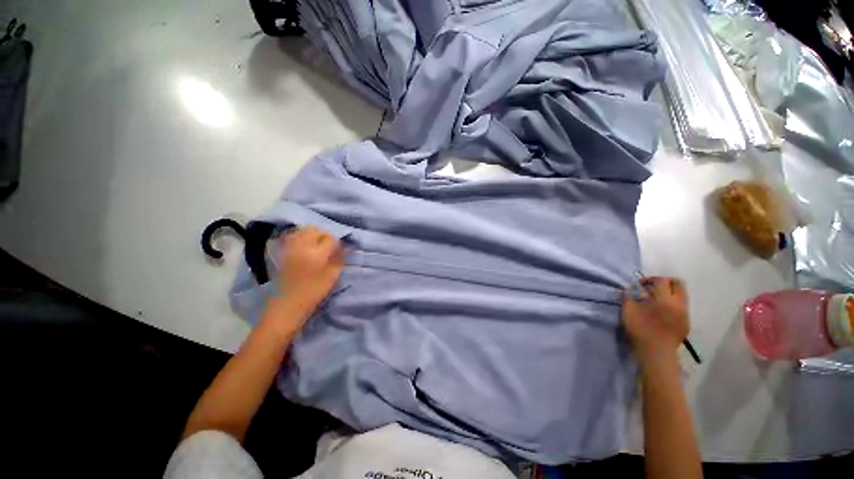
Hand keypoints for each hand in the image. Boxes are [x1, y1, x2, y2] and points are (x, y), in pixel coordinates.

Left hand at [274, 226, 343, 323]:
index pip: (330, 238)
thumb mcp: (332, 277)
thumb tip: (343, 247)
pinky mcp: (281, 252)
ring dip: (312, 234)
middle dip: (324, 235)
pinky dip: (300, 237)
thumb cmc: (312, 293)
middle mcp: (301, 246)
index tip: (339, 250)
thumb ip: (339, 259)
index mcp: (316, 254)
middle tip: (328, 246)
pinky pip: (292, 236)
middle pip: (314, 230)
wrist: (285, 306)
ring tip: (316, 245)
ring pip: (302, 231)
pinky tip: (304, 246)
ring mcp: (288, 248)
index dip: (336, 243)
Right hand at [622, 276, 689, 363]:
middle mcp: (679, 304)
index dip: (649, 279)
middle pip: (678, 284)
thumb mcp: (628, 311)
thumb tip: (630, 288)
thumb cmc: (640, 330)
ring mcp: (685, 314)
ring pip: (682, 295)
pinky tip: (662, 314)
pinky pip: (682, 307)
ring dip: (669, 293)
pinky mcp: (687, 323)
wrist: (656, 353)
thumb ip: (629, 296)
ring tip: (656, 301)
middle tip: (652, 288)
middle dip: (664, 282)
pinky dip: (672, 305)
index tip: (640, 286)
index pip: (662, 280)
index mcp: (665, 300)